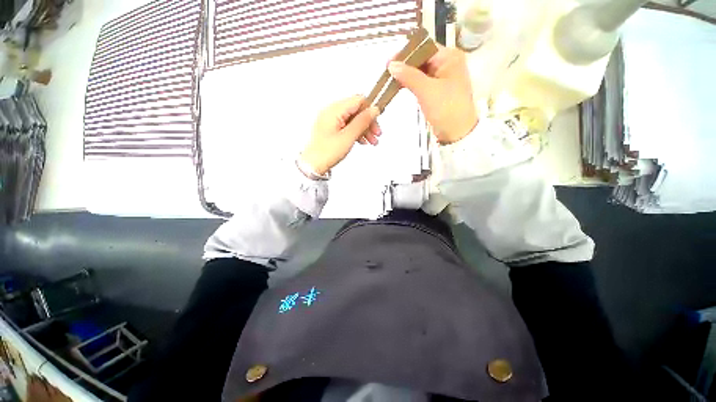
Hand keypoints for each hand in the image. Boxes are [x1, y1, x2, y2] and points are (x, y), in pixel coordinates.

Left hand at [300, 96, 380, 174]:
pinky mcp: (331, 129)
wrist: (313, 165)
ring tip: (371, 141)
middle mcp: (331, 112)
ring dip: (364, 129)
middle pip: (356, 111)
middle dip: (368, 122)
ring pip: (353, 120)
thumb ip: (362, 122)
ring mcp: (330, 121)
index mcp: (333, 110)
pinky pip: (347, 126)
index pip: (358, 101)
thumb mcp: (348, 137)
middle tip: (376, 133)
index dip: (370, 110)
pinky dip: (356, 133)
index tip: (377, 121)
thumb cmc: (325, 153)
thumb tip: (373, 110)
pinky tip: (362, 141)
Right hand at [388, 46, 477, 143]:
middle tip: (387, 72)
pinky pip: (422, 82)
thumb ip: (409, 76)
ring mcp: (442, 77)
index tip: (389, 62)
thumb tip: (391, 64)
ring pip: (420, 71)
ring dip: (407, 75)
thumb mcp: (427, 90)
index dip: (406, 53)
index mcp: (449, 57)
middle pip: (422, 58)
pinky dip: (411, 83)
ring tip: (391, 79)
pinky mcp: (437, 90)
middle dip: (405, 65)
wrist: (457, 132)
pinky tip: (400, 86)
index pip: (424, 48)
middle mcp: (447, 63)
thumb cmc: (446, 109)